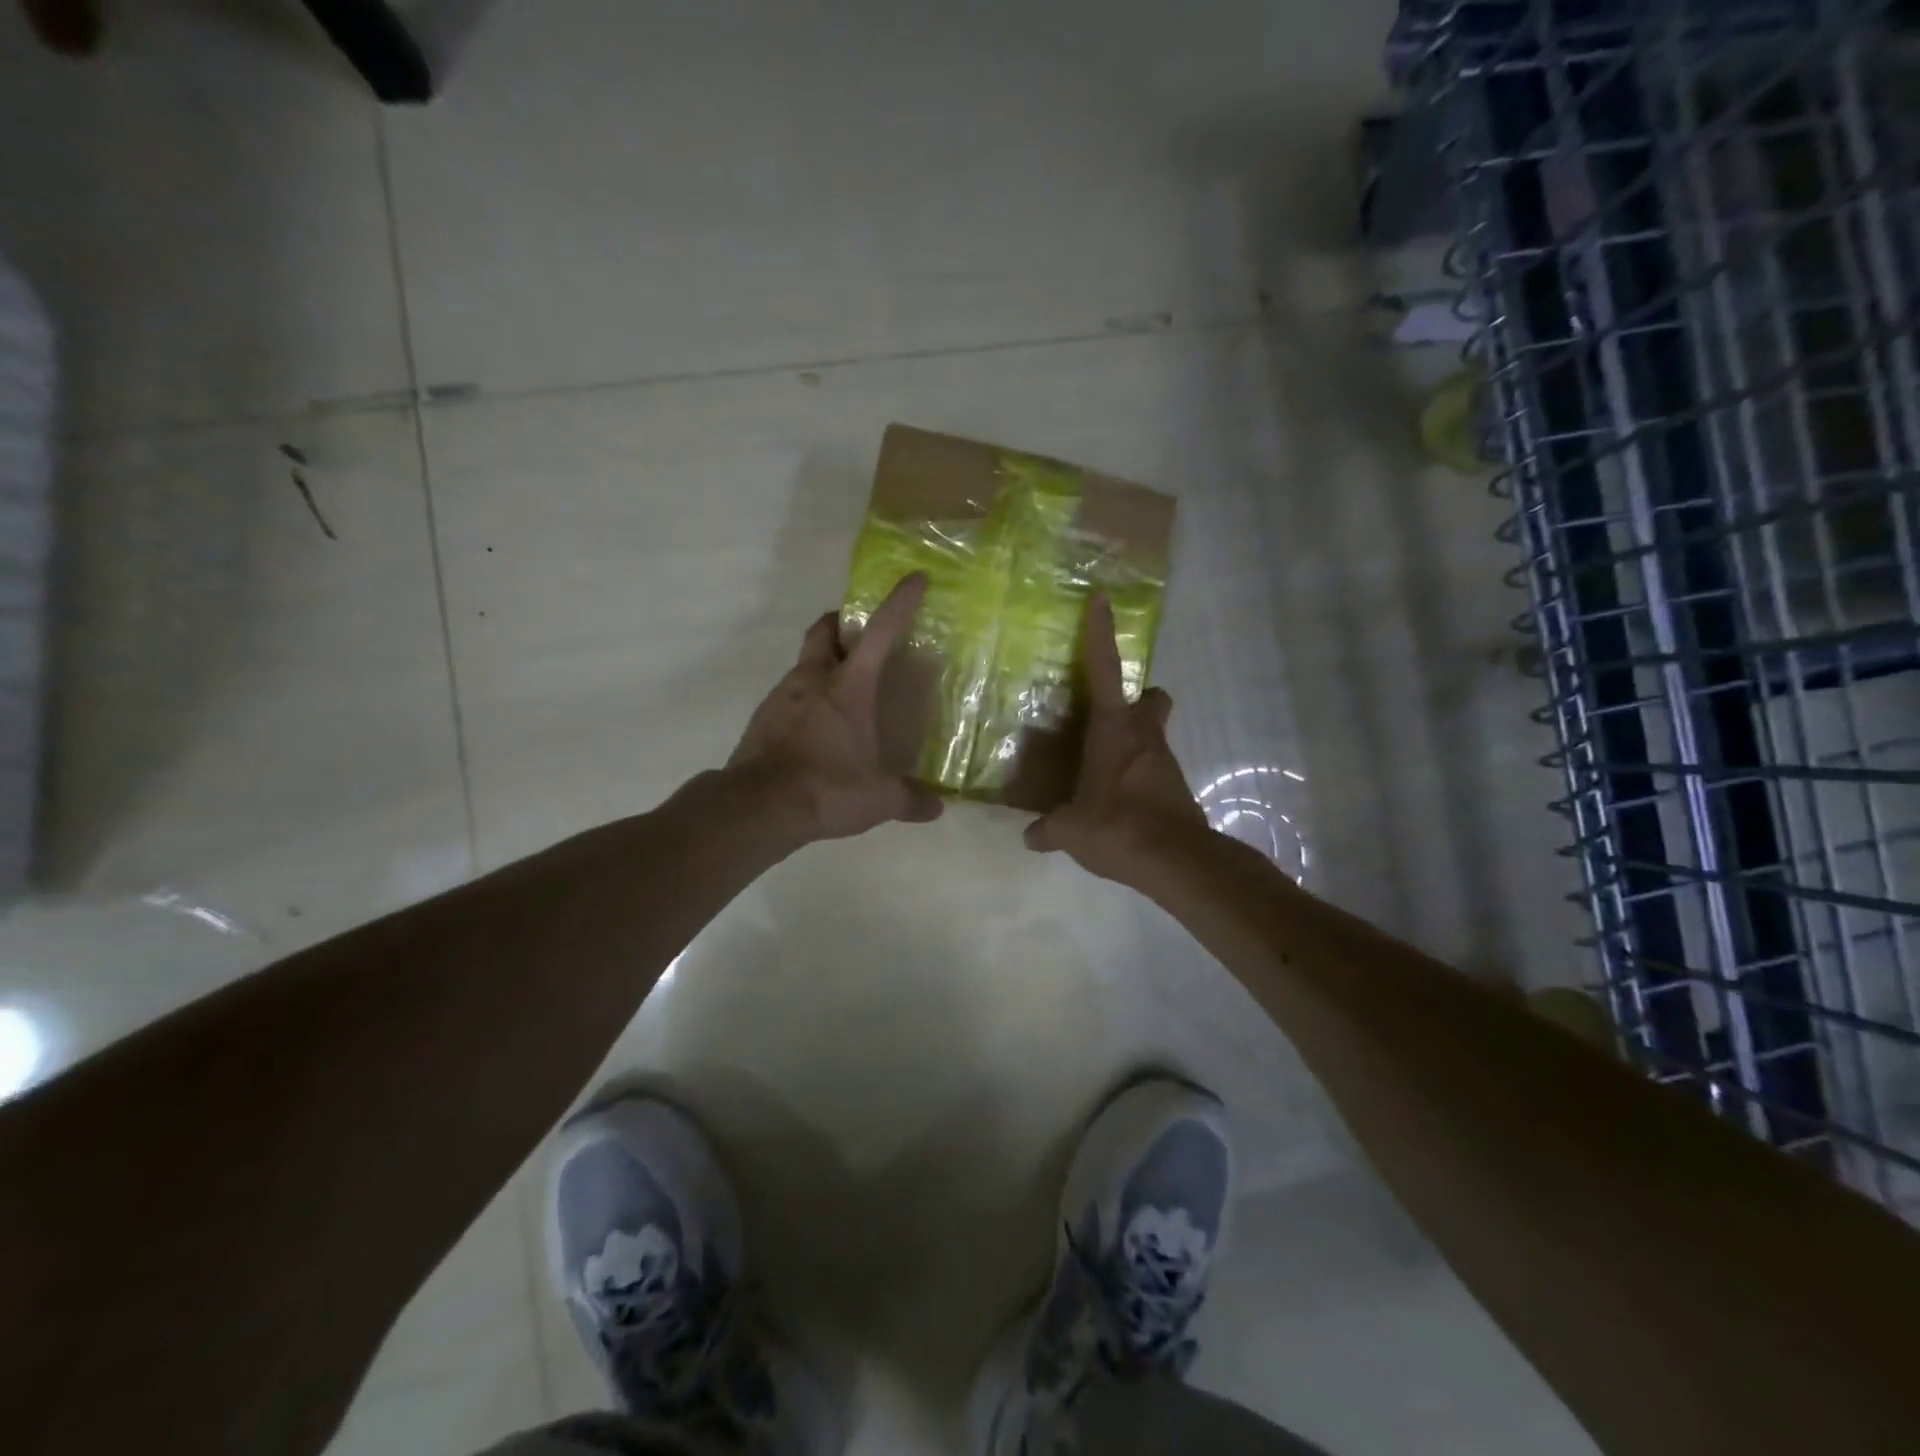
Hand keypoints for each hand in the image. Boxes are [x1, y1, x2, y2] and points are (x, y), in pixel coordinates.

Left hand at [728, 573, 943, 841]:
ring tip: (842, 691)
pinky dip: (804, 698)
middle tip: (861, 637)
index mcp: (848, 687)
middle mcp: (813, 680)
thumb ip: (910, 799)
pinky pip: (787, 695)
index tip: (915, 578)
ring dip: (823, 664)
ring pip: (803, 663)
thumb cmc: (826, 789)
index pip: (879, 632)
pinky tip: (816, 727)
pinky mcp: (761, 720)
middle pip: (824, 630)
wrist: (757, 807)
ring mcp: (781, 697)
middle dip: (843, 624)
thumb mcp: (878, 799)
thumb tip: (938, 807)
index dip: (899, 602)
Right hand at [1023, 594, 1208, 881]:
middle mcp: (1143, 736)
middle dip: (1137, 699)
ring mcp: (1165, 761)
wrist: (1176, 861)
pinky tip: (1118, 801)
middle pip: (1152, 697)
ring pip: (1154, 734)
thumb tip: (1030, 837)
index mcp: (1113, 730)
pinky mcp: (1177, 788)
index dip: (1102, 634)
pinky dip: (1138, 776)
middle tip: (1108, 718)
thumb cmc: (1116, 827)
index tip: (1103, 600)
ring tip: (1102, 768)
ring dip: (1134, 742)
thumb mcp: (1071, 830)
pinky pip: (1155, 769)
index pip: (1105, 670)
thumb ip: (1048, 829)